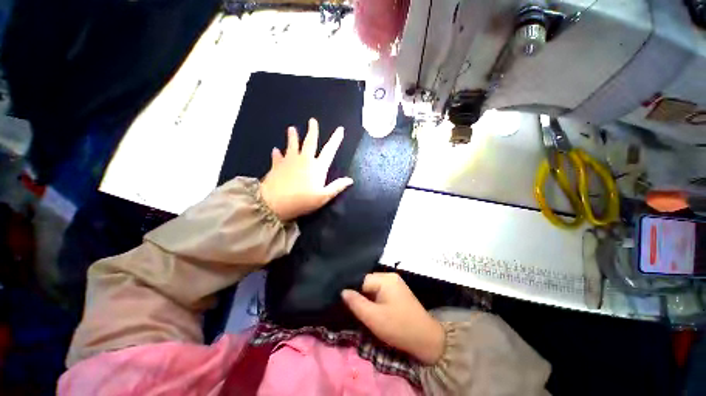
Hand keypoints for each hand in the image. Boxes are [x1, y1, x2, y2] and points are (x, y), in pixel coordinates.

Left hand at [260, 118, 353, 221]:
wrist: (275, 203)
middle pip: (310, 142)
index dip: (336, 139)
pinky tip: (275, 150)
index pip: (329, 150)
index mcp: (317, 167)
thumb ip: (337, 187)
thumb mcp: (323, 197)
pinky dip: (277, 153)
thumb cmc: (302, 201)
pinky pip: (277, 156)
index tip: (340, 129)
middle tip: (312, 120)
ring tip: (291, 128)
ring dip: (292, 136)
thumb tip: (350, 180)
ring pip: (292, 145)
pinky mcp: (277, 165)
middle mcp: (304, 160)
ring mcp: (289, 161)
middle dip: (312, 131)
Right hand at [341, 273, 444, 364]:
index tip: (344, 304)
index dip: (352, 292)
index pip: (361, 280)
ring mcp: (395, 283)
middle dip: (359, 295)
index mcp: (385, 279)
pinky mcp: (398, 291)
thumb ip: (356, 303)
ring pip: (373, 288)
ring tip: (361, 311)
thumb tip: (342, 291)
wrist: (426, 340)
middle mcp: (390, 276)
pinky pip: (380, 291)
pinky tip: (372, 309)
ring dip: (366, 299)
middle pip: (367, 283)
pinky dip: (374, 300)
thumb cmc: (398, 328)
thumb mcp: (373, 318)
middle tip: (352, 310)